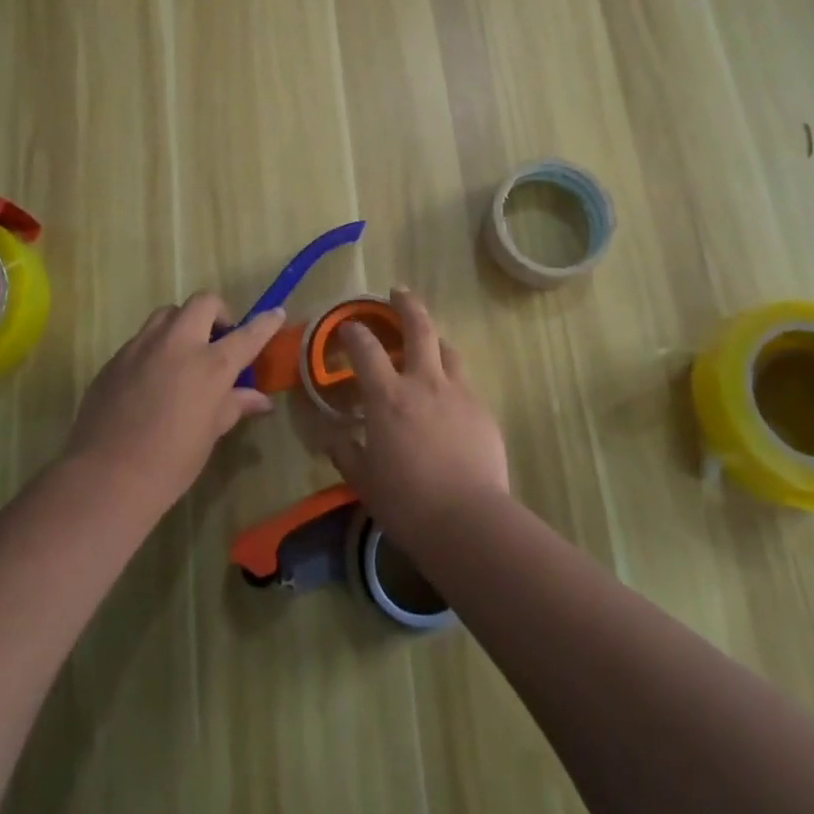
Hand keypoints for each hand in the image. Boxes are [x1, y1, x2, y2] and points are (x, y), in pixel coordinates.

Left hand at [64, 293, 283, 515]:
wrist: (106, 477)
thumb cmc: (171, 461)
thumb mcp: (210, 433)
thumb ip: (234, 405)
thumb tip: (259, 400)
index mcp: (211, 364)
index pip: (248, 334)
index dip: (265, 322)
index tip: (276, 314)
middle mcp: (178, 344)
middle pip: (203, 303)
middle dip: (218, 313)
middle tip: (219, 339)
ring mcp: (142, 347)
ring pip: (168, 313)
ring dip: (183, 323)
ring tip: (184, 352)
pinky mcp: (116, 358)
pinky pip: (142, 339)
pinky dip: (156, 347)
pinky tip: (153, 378)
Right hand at [323, 288, 509, 549]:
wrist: (468, 521)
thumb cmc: (406, 501)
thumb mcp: (363, 480)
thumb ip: (344, 451)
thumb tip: (331, 436)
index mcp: (388, 396)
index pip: (366, 348)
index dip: (354, 332)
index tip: (347, 327)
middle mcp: (424, 382)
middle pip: (419, 327)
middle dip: (406, 304)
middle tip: (398, 293)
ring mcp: (458, 393)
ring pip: (448, 350)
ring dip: (434, 340)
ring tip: (428, 345)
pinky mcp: (482, 410)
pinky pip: (464, 384)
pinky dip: (451, 381)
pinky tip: (448, 402)